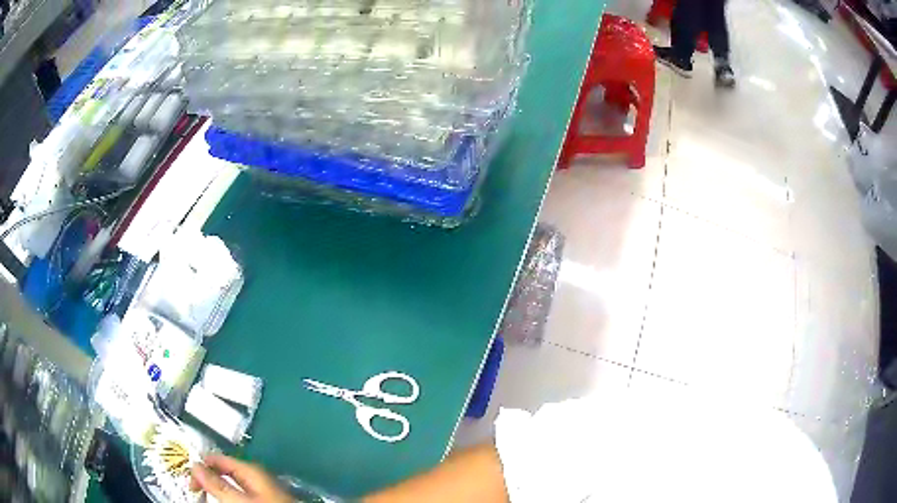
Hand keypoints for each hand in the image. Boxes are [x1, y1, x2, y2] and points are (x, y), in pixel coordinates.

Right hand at [190, 454, 291, 502]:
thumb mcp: (240, 498)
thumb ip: (217, 483)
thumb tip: (195, 466)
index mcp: (250, 469)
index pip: (216, 458)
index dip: (199, 466)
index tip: (189, 479)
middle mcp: (256, 475)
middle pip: (223, 471)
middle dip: (208, 479)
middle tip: (195, 490)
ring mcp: (263, 488)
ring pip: (232, 484)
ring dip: (219, 489)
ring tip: (208, 495)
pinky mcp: (267, 498)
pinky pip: (242, 493)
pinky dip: (231, 496)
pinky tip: (228, 500)